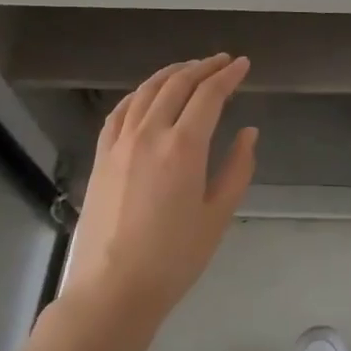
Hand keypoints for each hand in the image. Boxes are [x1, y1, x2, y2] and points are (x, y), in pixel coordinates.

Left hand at [59, 55, 256, 330]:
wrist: (112, 289)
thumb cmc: (174, 257)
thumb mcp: (218, 215)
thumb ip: (237, 168)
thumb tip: (248, 133)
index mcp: (183, 146)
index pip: (209, 95)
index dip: (228, 76)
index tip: (244, 65)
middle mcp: (149, 133)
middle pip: (177, 84)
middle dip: (203, 67)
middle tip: (222, 61)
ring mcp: (120, 142)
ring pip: (146, 91)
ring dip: (172, 73)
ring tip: (190, 68)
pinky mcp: (101, 156)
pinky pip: (121, 111)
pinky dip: (140, 93)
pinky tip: (148, 94)